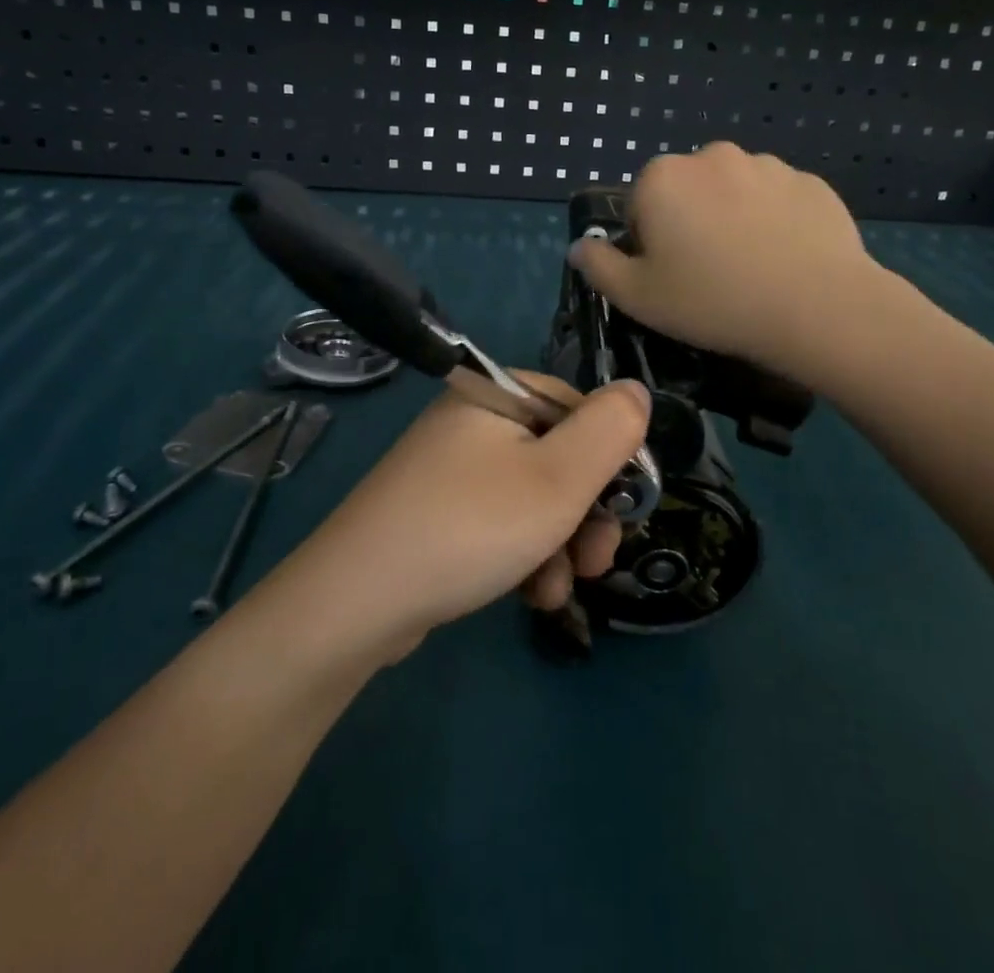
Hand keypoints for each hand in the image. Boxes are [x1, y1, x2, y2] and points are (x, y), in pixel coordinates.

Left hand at [278, 374, 650, 660]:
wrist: (357, 602)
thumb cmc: (471, 527)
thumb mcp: (558, 478)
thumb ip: (610, 429)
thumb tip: (636, 391)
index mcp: (496, 394)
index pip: (579, 408)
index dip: (611, 460)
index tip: (625, 511)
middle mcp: (472, 422)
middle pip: (558, 457)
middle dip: (586, 514)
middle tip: (597, 561)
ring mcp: (450, 469)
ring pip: (533, 498)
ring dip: (559, 545)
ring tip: (556, 590)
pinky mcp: (438, 513)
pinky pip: (500, 523)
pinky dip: (523, 556)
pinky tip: (529, 596)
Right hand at [569, 141, 885, 382]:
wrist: (817, 307)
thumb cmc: (713, 301)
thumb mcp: (637, 297)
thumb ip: (598, 267)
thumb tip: (581, 246)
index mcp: (662, 178)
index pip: (639, 205)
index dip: (649, 243)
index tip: (670, 276)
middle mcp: (711, 156)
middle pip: (687, 192)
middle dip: (690, 222)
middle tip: (710, 274)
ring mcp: (767, 164)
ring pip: (734, 192)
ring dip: (733, 218)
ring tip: (753, 268)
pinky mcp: (811, 182)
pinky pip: (778, 200)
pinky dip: (776, 222)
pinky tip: (786, 260)